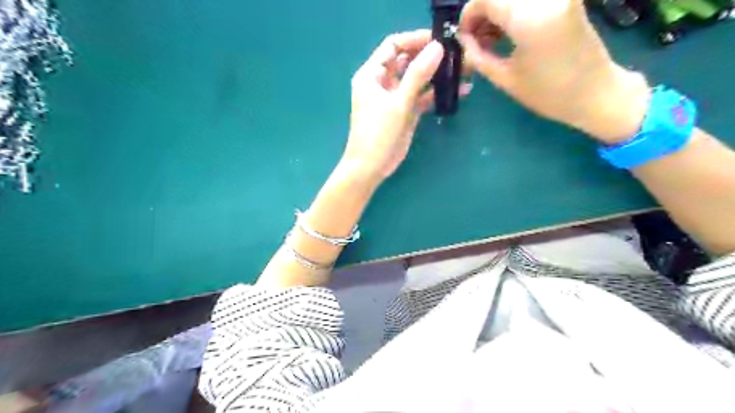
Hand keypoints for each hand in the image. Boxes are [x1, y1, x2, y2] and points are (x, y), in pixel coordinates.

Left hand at [340, 29, 466, 181]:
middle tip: (456, 53)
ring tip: (462, 70)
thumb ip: (417, 75)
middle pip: (407, 60)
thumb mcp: (398, 103)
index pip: (393, 46)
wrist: (370, 167)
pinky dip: (436, 94)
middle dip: (429, 55)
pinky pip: (422, 97)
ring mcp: (395, 97)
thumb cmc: (377, 133)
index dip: (415, 39)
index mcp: (372, 74)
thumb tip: (437, 47)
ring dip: (436, 74)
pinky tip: (459, 91)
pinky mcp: (405, 111)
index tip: (440, 39)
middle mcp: (383, 82)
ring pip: (417, 79)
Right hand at [458, 1, 647, 142]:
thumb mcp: (505, 78)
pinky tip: (508, 31)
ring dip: (497, 11)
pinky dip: (513, 11)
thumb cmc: (548, 93)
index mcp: (529, 18)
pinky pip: (530, 0)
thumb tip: (463, 40)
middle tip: (476, 38)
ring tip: (491, 38)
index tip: (463, 36)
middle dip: (482, 12)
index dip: (469, 14)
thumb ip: (478, 56)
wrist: (595, 92)